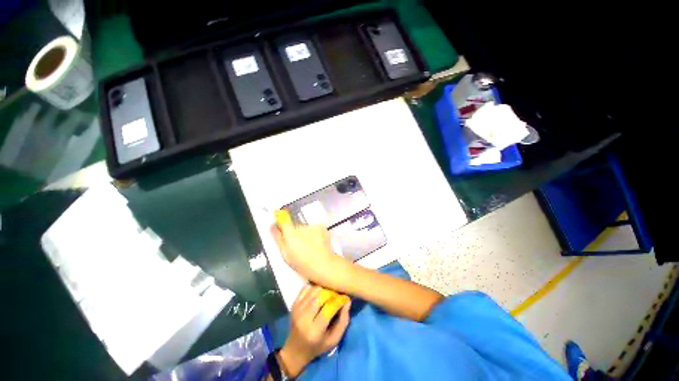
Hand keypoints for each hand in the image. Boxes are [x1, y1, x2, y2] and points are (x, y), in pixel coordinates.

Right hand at [271, 210, 346, 284]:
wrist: (323, 264)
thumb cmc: (302, 263)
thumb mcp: (285, 254)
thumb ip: (278, 238)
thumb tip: (272, 227)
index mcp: (290, 232)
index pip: (283, 222)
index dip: (281, 225)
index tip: (282, 230)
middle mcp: (301, 226)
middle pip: (295, 226)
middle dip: (295, 233)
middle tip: (298, 245)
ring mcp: (313, 226)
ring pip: (305, 228)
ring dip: (305, 234)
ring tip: (309, 246)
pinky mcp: (321, 227)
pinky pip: (315, 229)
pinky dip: (314, 234)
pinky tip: (316, 244)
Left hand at [278, 285, 351, 377]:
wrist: (295, 350)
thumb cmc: (318, 346)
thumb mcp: (334, 340)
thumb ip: (343, 321)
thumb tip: (347, 301)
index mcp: (314, 331)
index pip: (329, 308)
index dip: (339, 300)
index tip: (345, 298)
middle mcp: (304, 318)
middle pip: (321, 296)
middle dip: (332, 293)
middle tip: (337, 295)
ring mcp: (297, 309)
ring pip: (314, 290)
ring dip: (324, 289)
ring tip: (330, 293)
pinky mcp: (294, 304)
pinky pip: (306, 288)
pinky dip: (315, 287)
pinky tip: (320, 292)